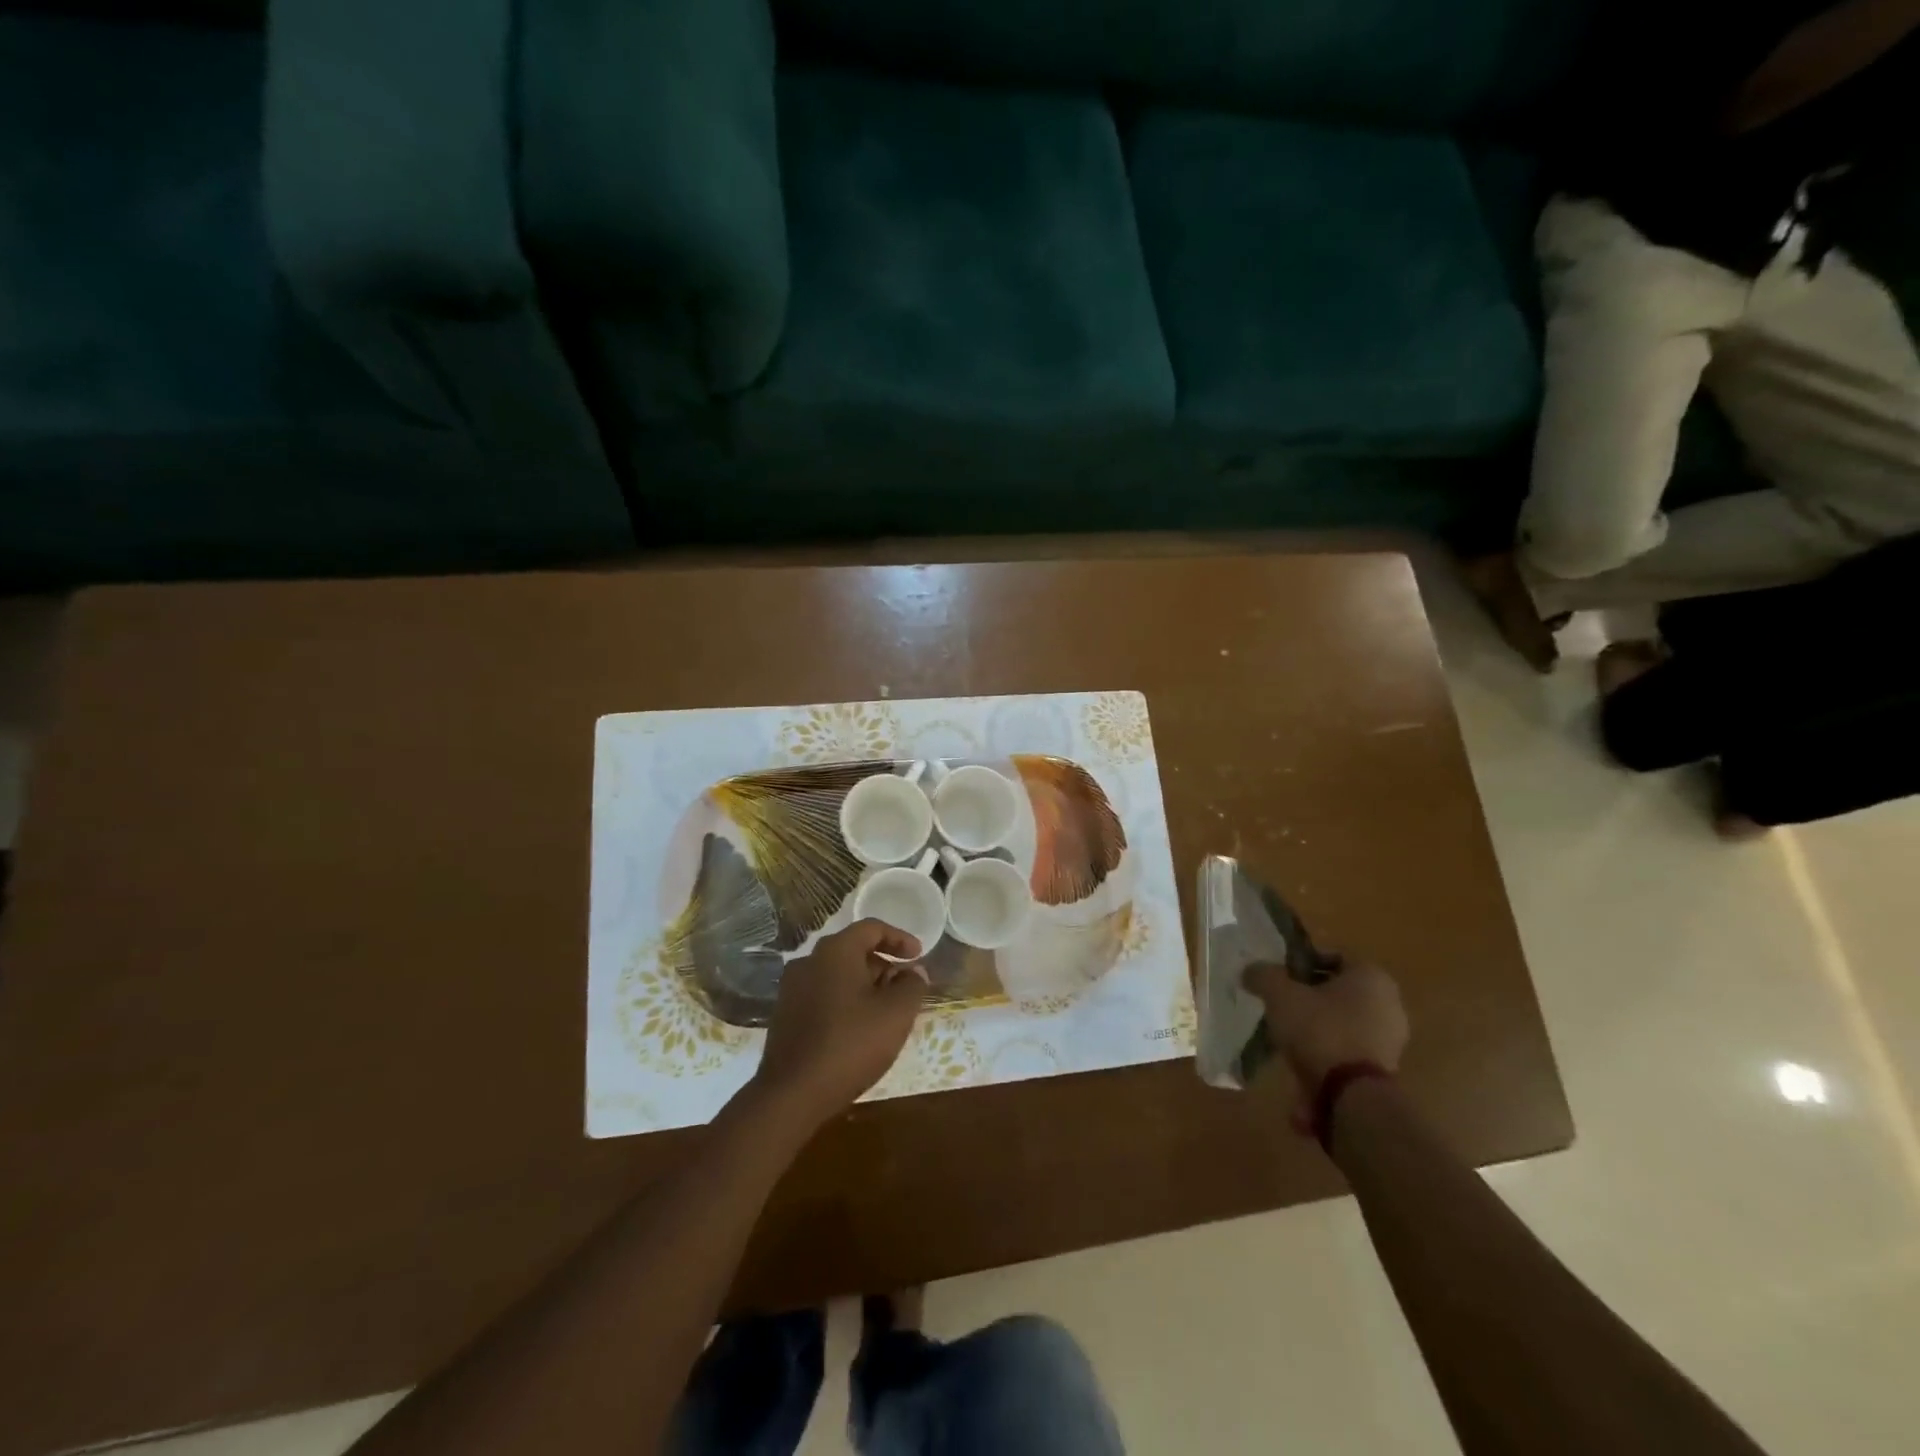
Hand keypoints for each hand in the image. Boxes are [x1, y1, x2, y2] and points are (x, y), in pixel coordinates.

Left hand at [752, 919, 928, 1125]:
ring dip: (864, 985)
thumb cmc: (850, 1045)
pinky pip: (822, 994)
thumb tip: (914, 972)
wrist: (792, 1094)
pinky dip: (844, 1001)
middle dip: (883, 965)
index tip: (918, 956)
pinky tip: (858, 1029)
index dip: (900, 939)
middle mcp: (809, 961)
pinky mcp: (785, 1015)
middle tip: (905, 987)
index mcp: (835, 951)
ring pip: (837, 974)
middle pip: (853, 950)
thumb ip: (912, 986)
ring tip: (885, 1011)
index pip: (871, 928)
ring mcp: (792, 988)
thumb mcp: (896, 1014)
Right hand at [1244, 956, 1408, 1120]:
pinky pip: (1346, 1053)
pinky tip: (1301, 1068)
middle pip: (1337, 992)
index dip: (1301, 963)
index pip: (1332, 956)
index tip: (1279, 977)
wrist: (1352, 1097)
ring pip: (1341, 1024)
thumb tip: (1250, 971)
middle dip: (1308, 999)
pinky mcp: (1384, 1071)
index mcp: (1371, 976)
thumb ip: (1263, 976)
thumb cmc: (1320, 1031)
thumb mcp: (1280, 995)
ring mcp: (1391, 1040)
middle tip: (1280, 1007)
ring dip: (1315, 1031)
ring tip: (1286, 1042)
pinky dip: (1326, 1058)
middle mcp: (1389, 1004)